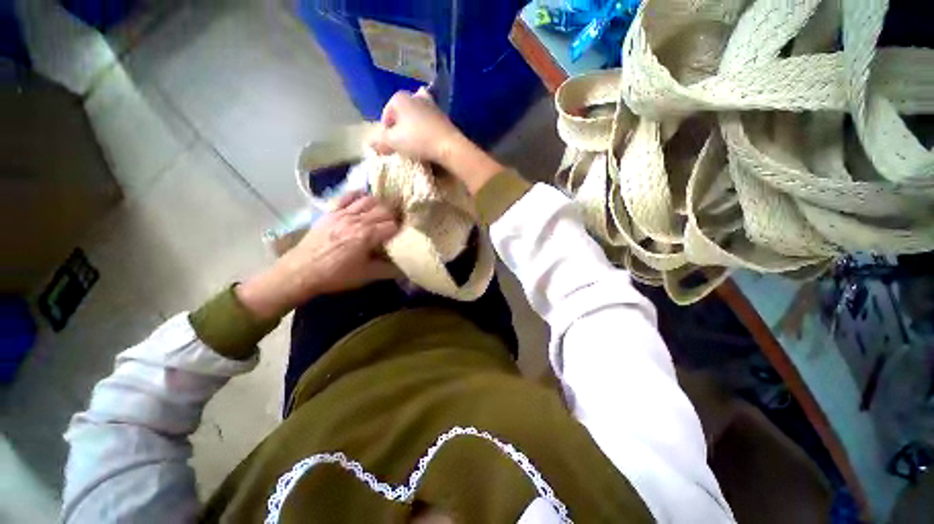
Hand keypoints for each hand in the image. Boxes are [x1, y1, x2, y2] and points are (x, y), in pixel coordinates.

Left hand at [237, 192, 399, 318]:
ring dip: (380, 205)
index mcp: (368, 236)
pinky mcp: (331, 211)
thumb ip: (389, 270)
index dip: (400, 230)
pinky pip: (348, 196)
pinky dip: (359, 194)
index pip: (393, 225)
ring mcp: (343, 213)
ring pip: (369, 200)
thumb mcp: (366, 276)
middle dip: (395, 216)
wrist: (301, 271)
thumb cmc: (336, 275)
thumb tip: (406, 268)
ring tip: (384, 213)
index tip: (403, 236)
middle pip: (385, 210)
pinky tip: (364, 198)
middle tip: (398, 224)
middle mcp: (358, 220)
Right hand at [370, 87, 460, 163]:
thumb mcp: (394, 142)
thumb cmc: (417, 140)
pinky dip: (426, 129)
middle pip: (402, 113)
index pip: (387, 113)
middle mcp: (415, 96)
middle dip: (400, 126)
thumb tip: (370, 144)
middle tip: (401, 142)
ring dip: (413, 127)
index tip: (389, 144)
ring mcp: (431, 105)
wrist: (448, 145)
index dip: (386, 130)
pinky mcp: (443, 116)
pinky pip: (429, 122)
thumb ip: (380, 141)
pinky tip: (427, 141)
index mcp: (400, 98)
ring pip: (417, 116)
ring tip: (414, 142)